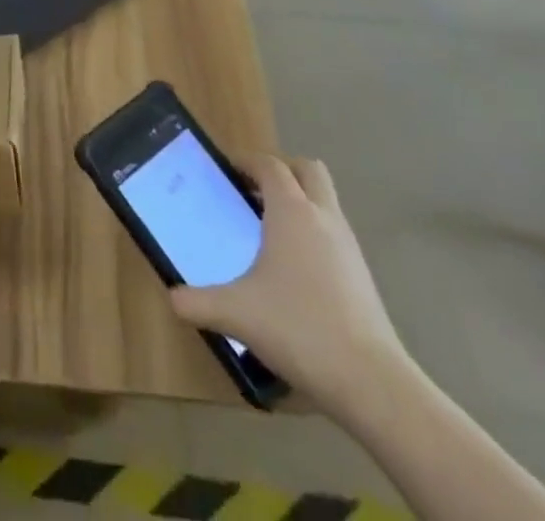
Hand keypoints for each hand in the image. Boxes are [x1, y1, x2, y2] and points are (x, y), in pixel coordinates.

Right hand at [169, 154, 407, 415]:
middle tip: (254, 190)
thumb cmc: (298, 328)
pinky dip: (314, 233)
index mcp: (291, 211)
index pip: (270, 165)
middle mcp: (323, 217)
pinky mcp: (363, 275)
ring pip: (325, 201)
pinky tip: (295, 269)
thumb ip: (197, 303)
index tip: (227, 171)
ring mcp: (349, 246)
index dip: (248, 162)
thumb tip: (172, 298)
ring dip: (300, 202)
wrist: (372, 383)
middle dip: (282, 171)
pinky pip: (334, 233)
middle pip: (307, 170)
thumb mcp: (236, 314)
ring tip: (270, 230)